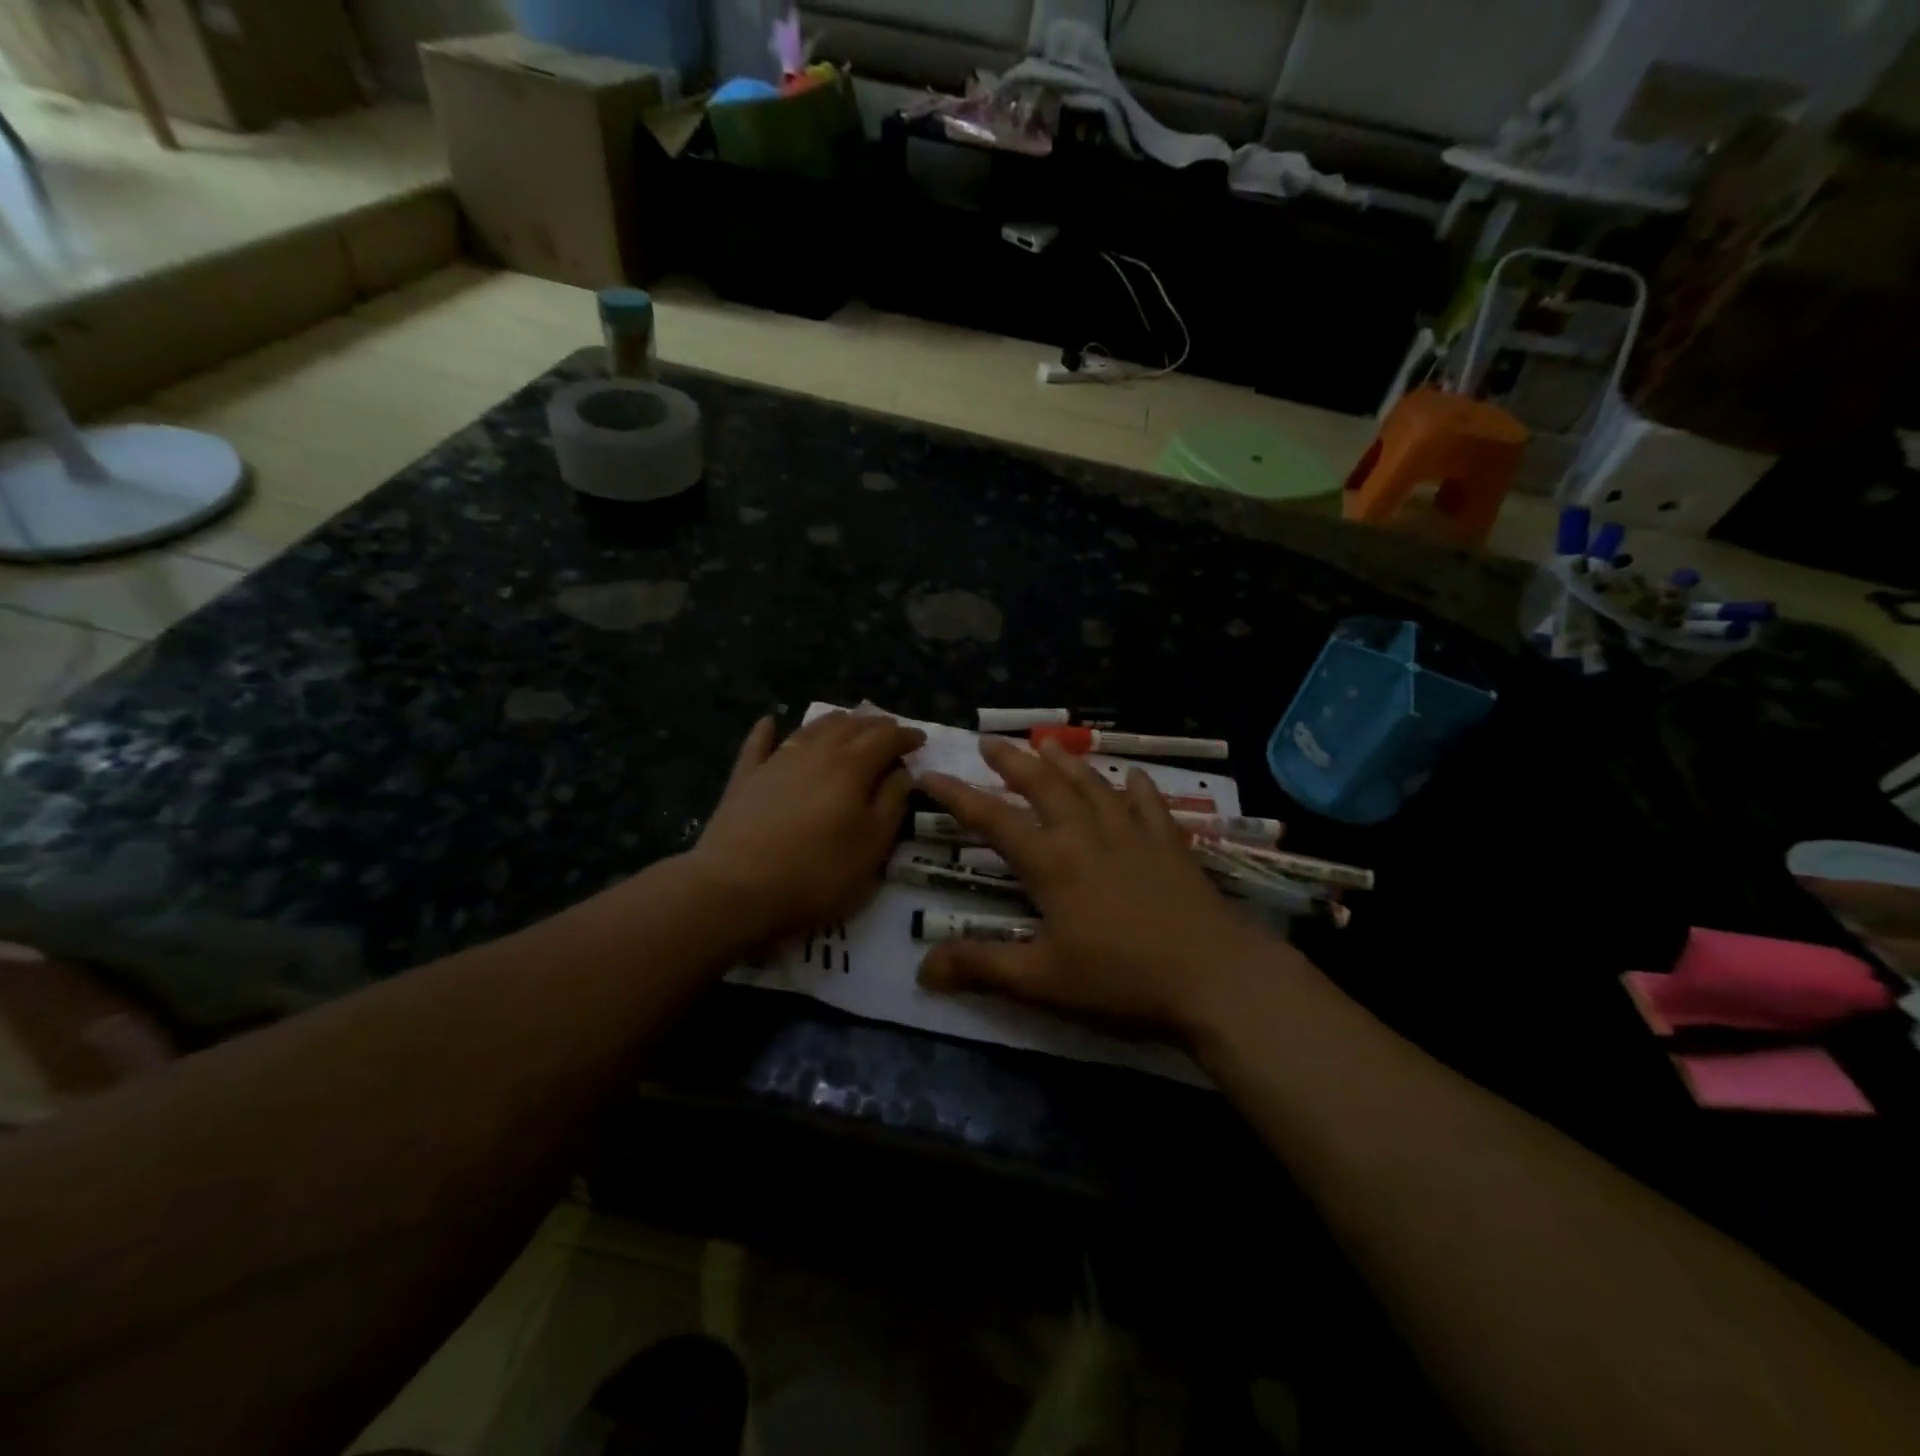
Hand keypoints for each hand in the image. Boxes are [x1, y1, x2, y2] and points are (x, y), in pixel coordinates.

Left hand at [687, 712, 924, 942]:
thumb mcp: (872, 845)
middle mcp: (816, 751)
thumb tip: (902, 773)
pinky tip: (769, 722)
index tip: (920, 741)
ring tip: (848, 724)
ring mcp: (777, 761)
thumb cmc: (818, 872)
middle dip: (874, 725)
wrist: (737, 887)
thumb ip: (892, 803)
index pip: (886, 737)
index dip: (906, 736)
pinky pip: (759, 744)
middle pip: (850, 726)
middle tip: (889, 732)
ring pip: (811, 728)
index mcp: (852, 765)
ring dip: (835, 722)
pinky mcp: (745, 778)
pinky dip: (767, 730)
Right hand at [917, 737, 1289, 1035]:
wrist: (1215, 978)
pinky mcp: (1171, 844)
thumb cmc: (1121, 981)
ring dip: (1065, 762)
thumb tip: (921, 968)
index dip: (958, 796)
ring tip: (1046, 743)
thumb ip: (981, 968)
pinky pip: (1149, 803)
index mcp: (1052, 863)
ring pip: (1092, 784)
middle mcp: (1087, 835)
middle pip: (1044, 785)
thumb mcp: (1042, 981)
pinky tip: (1132, 776)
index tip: (932, 773)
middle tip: (990, 741)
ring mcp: (1133, 834)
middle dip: (1013, 761)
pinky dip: (1136, 786)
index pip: (992, 819)